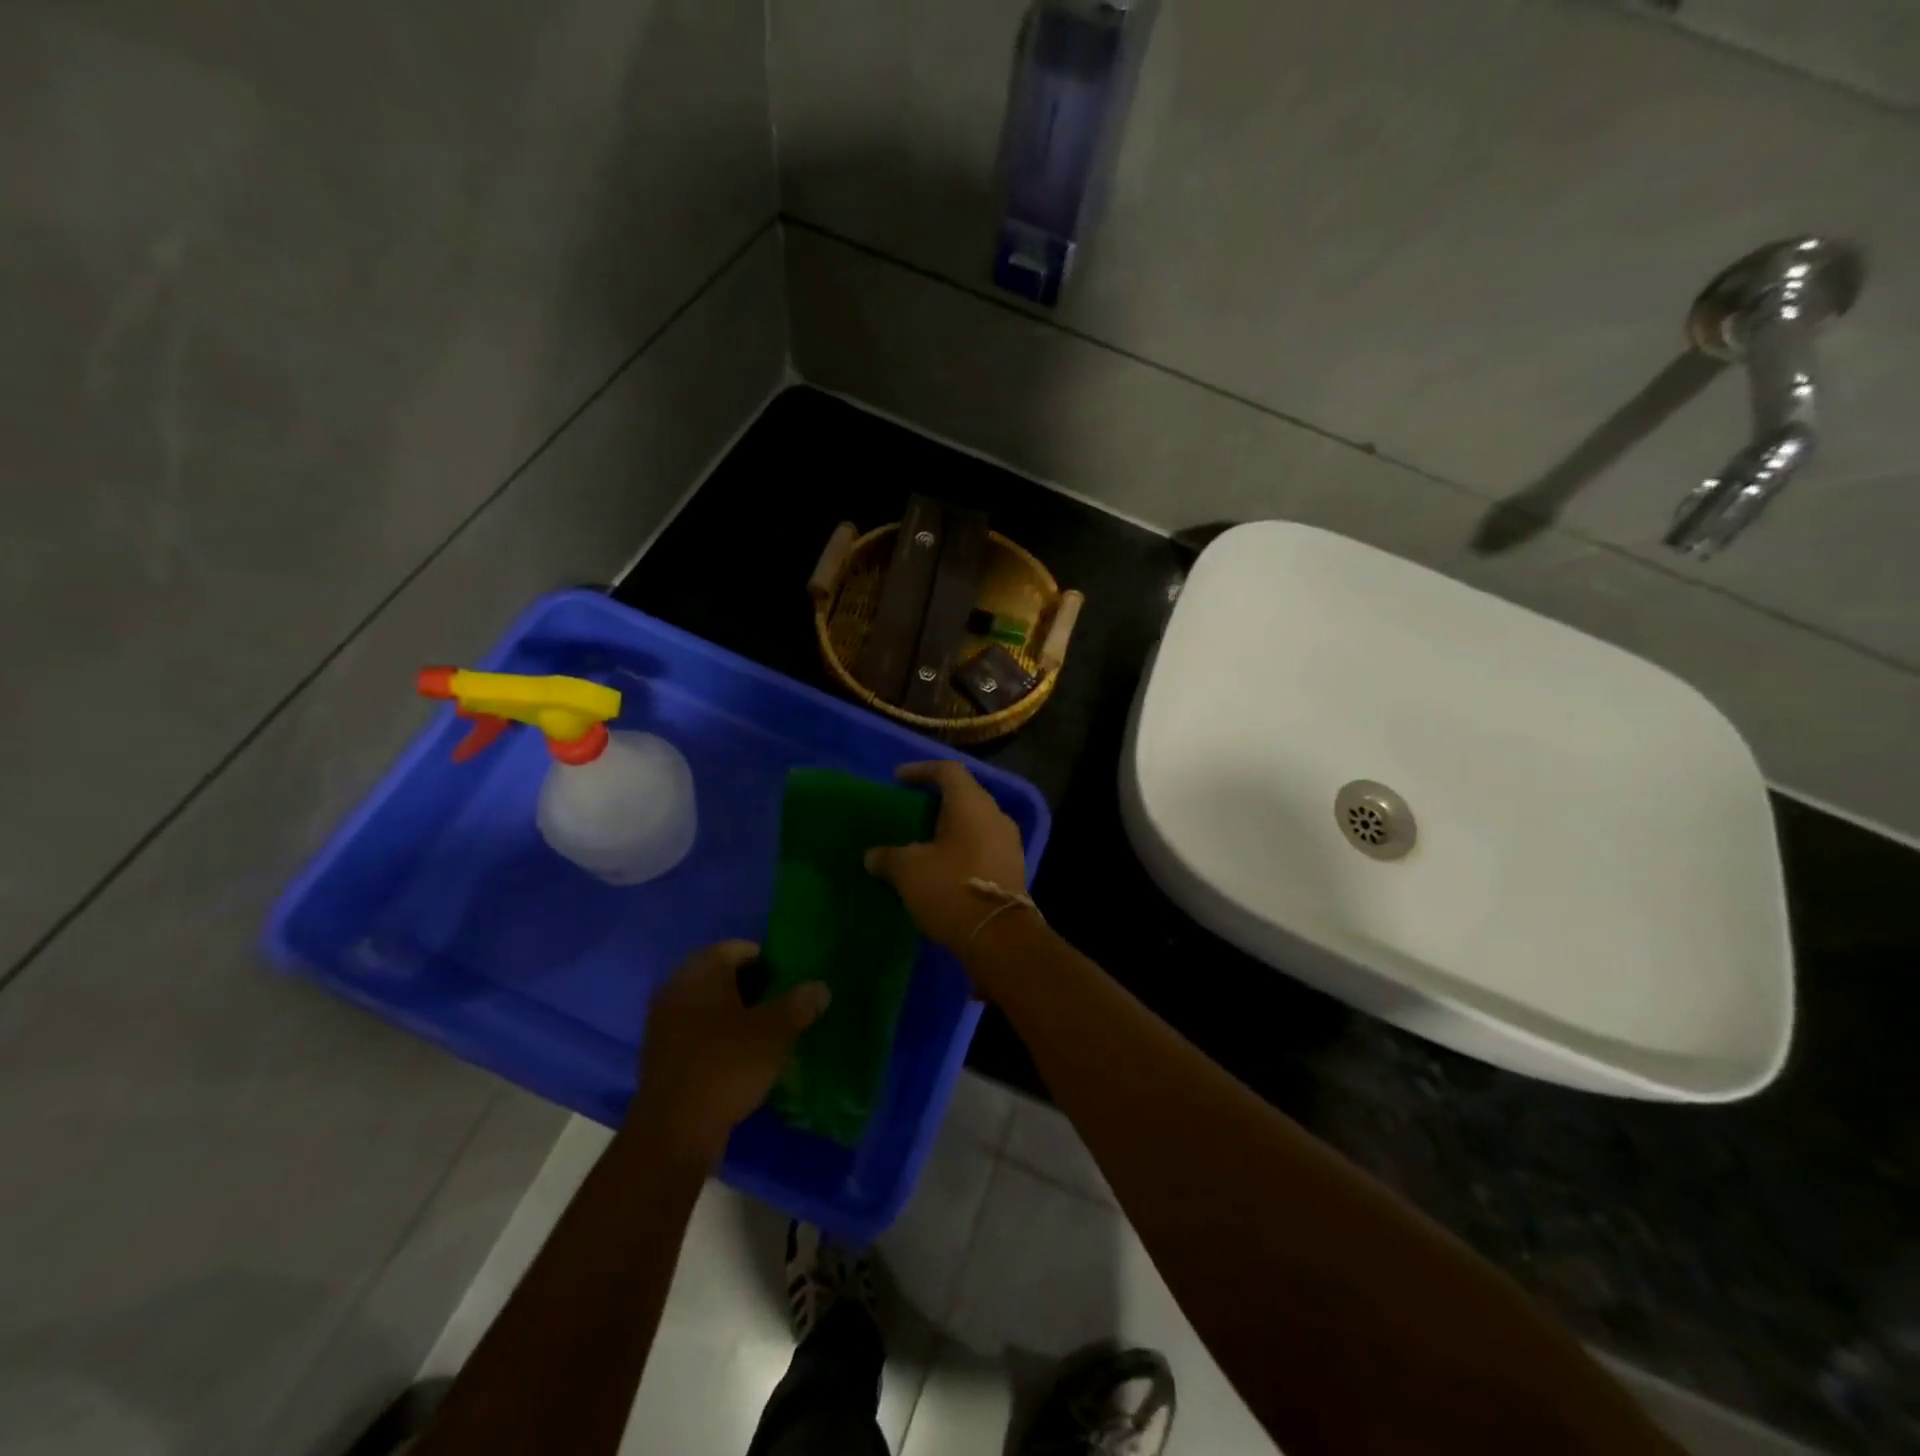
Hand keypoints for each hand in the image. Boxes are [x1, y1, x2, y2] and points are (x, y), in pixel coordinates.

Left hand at [630, 941, 828, 1161]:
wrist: (674, 1131)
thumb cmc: (726, 1067)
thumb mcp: (774, 1033)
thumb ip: (799, 1004)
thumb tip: (820, 987)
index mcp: (701, 971)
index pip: (736, 948)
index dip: (766, 960)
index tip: (788, 981)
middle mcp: (676, 987)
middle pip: (719, 973)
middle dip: (750, 985)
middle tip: (779, 1003)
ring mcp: (663, 1020)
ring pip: (706, 1002)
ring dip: (732, 1010)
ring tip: (762, 1030)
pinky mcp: (659, 1052)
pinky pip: (694, 1028)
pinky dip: (715, 1033)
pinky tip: (736, 1054)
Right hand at [864, 761, 1029, 960]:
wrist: (999, 937)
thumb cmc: (950, 889)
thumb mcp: (908, 871)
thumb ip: (888, 856)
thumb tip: (873, 855)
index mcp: (971, 803)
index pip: (947, 770)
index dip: (921, 770)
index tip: (898, 779)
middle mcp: (995, 815)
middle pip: (964, 795)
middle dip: (936, 800)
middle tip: (910, 810)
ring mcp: (1009, 842)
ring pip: (975, 822)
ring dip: (950, 827)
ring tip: (923, 840)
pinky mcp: (1013, 868)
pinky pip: (983, 845)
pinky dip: (962, 848)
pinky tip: (943, 866)